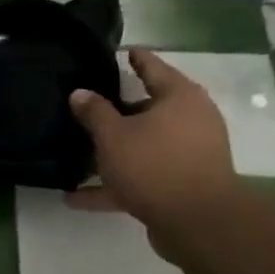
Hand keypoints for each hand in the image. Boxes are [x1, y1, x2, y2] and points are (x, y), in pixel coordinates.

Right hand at [67, 48, 238, 252]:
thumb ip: (94, 112)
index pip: (153, 67)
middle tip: (88, 107)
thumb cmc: (154, 164)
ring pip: (144, 146)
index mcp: (179, 97)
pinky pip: (141, 178)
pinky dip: (114, 185)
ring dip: (114, 152)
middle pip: (148, 109)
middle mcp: (190, 120)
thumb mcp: (113, 135)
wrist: (197, 222)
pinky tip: (76, 198)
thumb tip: (79, 92)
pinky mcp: (181, 185)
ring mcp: (188, 154)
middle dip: (118, 111)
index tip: (119, 51)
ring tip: (79, 154)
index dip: (135, 58)